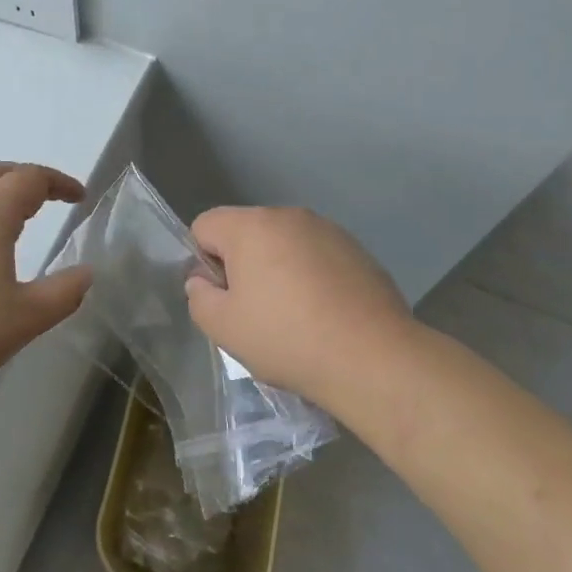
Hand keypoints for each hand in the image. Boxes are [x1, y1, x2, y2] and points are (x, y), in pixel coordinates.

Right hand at [185, 206, 413, 407]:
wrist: (371, 356)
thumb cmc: (287, 338)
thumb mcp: (223, 328)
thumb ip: (199, 297)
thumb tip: (203, 280)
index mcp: (252, 226)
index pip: (205, 225)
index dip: (204, 260)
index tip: (223, 297)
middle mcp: (289, 215)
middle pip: (247, 231)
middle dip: (242, 264)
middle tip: (255, 311)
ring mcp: (328, 230)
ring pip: (284, 243)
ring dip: (278, 269)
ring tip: (294, 316)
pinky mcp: (357, 249)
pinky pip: (317, 256)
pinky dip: (311, 276)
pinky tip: (325, 314)